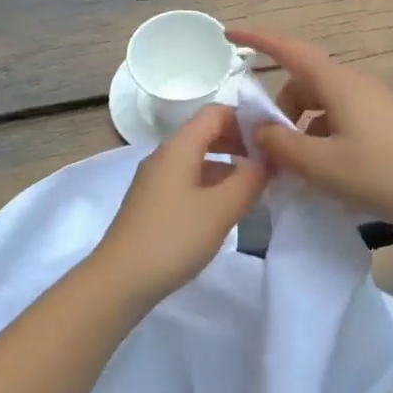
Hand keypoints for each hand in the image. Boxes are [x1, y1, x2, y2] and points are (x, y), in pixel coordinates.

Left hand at [89, 105, 268, 309]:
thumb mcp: (221, 209)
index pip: (216, 112)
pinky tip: (226, 207)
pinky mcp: (152, 202)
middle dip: (239, 141)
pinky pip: (187, 179)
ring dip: (227, 165)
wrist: (119, 280)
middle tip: (270, 161)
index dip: (246, 118)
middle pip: (206, 133)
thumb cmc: (173, 238)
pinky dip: (211, 183)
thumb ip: (250, 179)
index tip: (273, 137)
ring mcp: (155, 179)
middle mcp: (164, 155)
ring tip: (255, 185)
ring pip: (197, 158)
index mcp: (179, 146)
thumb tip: (268, 159)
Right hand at [228, 27, 392, 230]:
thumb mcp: (320, 164)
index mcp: (337, 84)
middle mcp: (354, 83)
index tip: (230, 35)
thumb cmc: (379, 173)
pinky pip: (339, 116)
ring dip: (301, 124)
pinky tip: (324, 167)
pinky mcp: (383, 121)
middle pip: (303, 82)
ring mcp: (372, 101)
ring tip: (298, 164)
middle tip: (271, 145)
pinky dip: (321, 133)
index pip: (289, 50)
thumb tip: (260, 130)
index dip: (258, 39)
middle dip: (280, 107)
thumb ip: (281, 145)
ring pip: (321, 101)